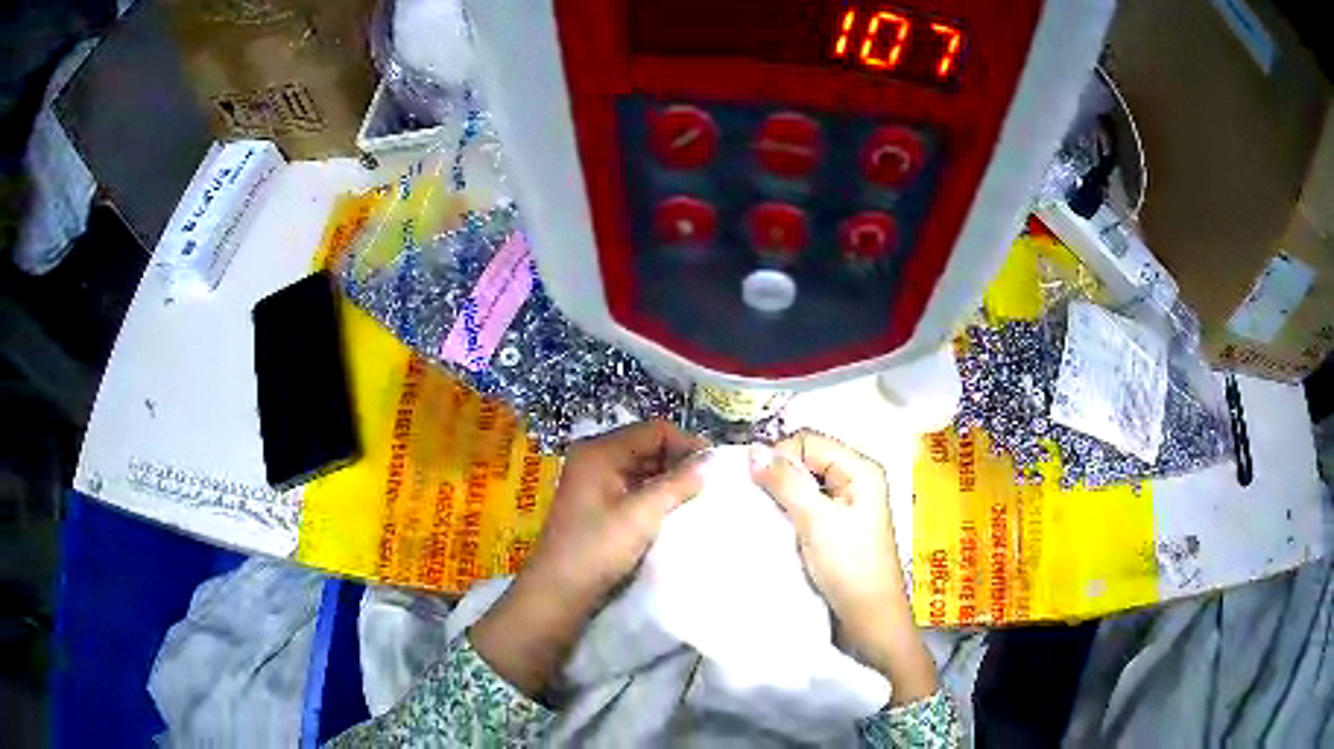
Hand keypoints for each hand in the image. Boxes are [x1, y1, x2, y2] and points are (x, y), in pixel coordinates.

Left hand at [470, 420, 706, 696]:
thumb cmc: (597, 548)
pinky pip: (634, 488)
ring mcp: (594, 483)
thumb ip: (677, 484)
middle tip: (711, 483)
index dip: (687, 443)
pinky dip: (655, 495)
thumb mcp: (642, 515)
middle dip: (679, 461)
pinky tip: (674, 510)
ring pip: (642, 469)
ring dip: (669, 479)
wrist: (559, 592)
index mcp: (600, 452)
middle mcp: (595, 459)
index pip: (654, 431)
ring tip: (697, 497)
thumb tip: (711, 462)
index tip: (716, 466)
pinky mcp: (598, 506)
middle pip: (647, 446)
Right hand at [750, 430, 936, 704]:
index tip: (754, 484)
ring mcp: (847, 503)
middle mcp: (856, 479)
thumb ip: (786, 483)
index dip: (780, 455)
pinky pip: (807, 503)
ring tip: (759, 512)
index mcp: (860, 469)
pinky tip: (773, 524)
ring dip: (781, 493)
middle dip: (778, 473)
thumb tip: (752, 449)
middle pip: (807, 458)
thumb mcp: (816, 522)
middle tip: (752, 498)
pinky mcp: (837, 525)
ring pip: (804, 482)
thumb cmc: (849, 567)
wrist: (869, 619)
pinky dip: (788, 509)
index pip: (809, 441)